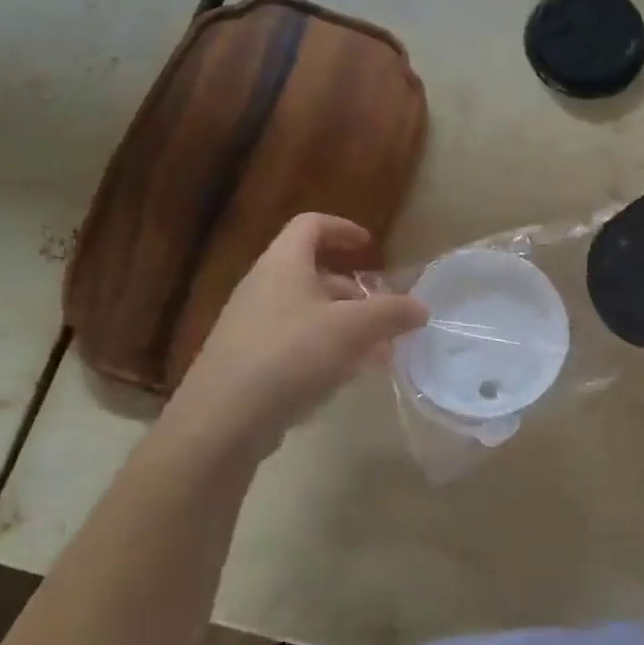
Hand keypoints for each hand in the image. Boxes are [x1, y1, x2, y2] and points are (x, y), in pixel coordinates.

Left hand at [169, 214, 427, 454]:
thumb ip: (391, 313)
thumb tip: (420, 307)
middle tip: (384, 315)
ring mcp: (251, 325)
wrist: (223, 419)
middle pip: (313, 274)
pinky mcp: (247, 361)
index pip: (310, 226)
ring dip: (345, 326)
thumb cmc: (291, 356)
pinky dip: (324, 351)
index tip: (370, 246)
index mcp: (283, 265)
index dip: (342, 229)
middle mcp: (263, 287)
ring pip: (307, 313)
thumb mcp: (352, 329)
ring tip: (376, 353)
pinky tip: (344, 378)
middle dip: (355, 292)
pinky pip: (294, 343)